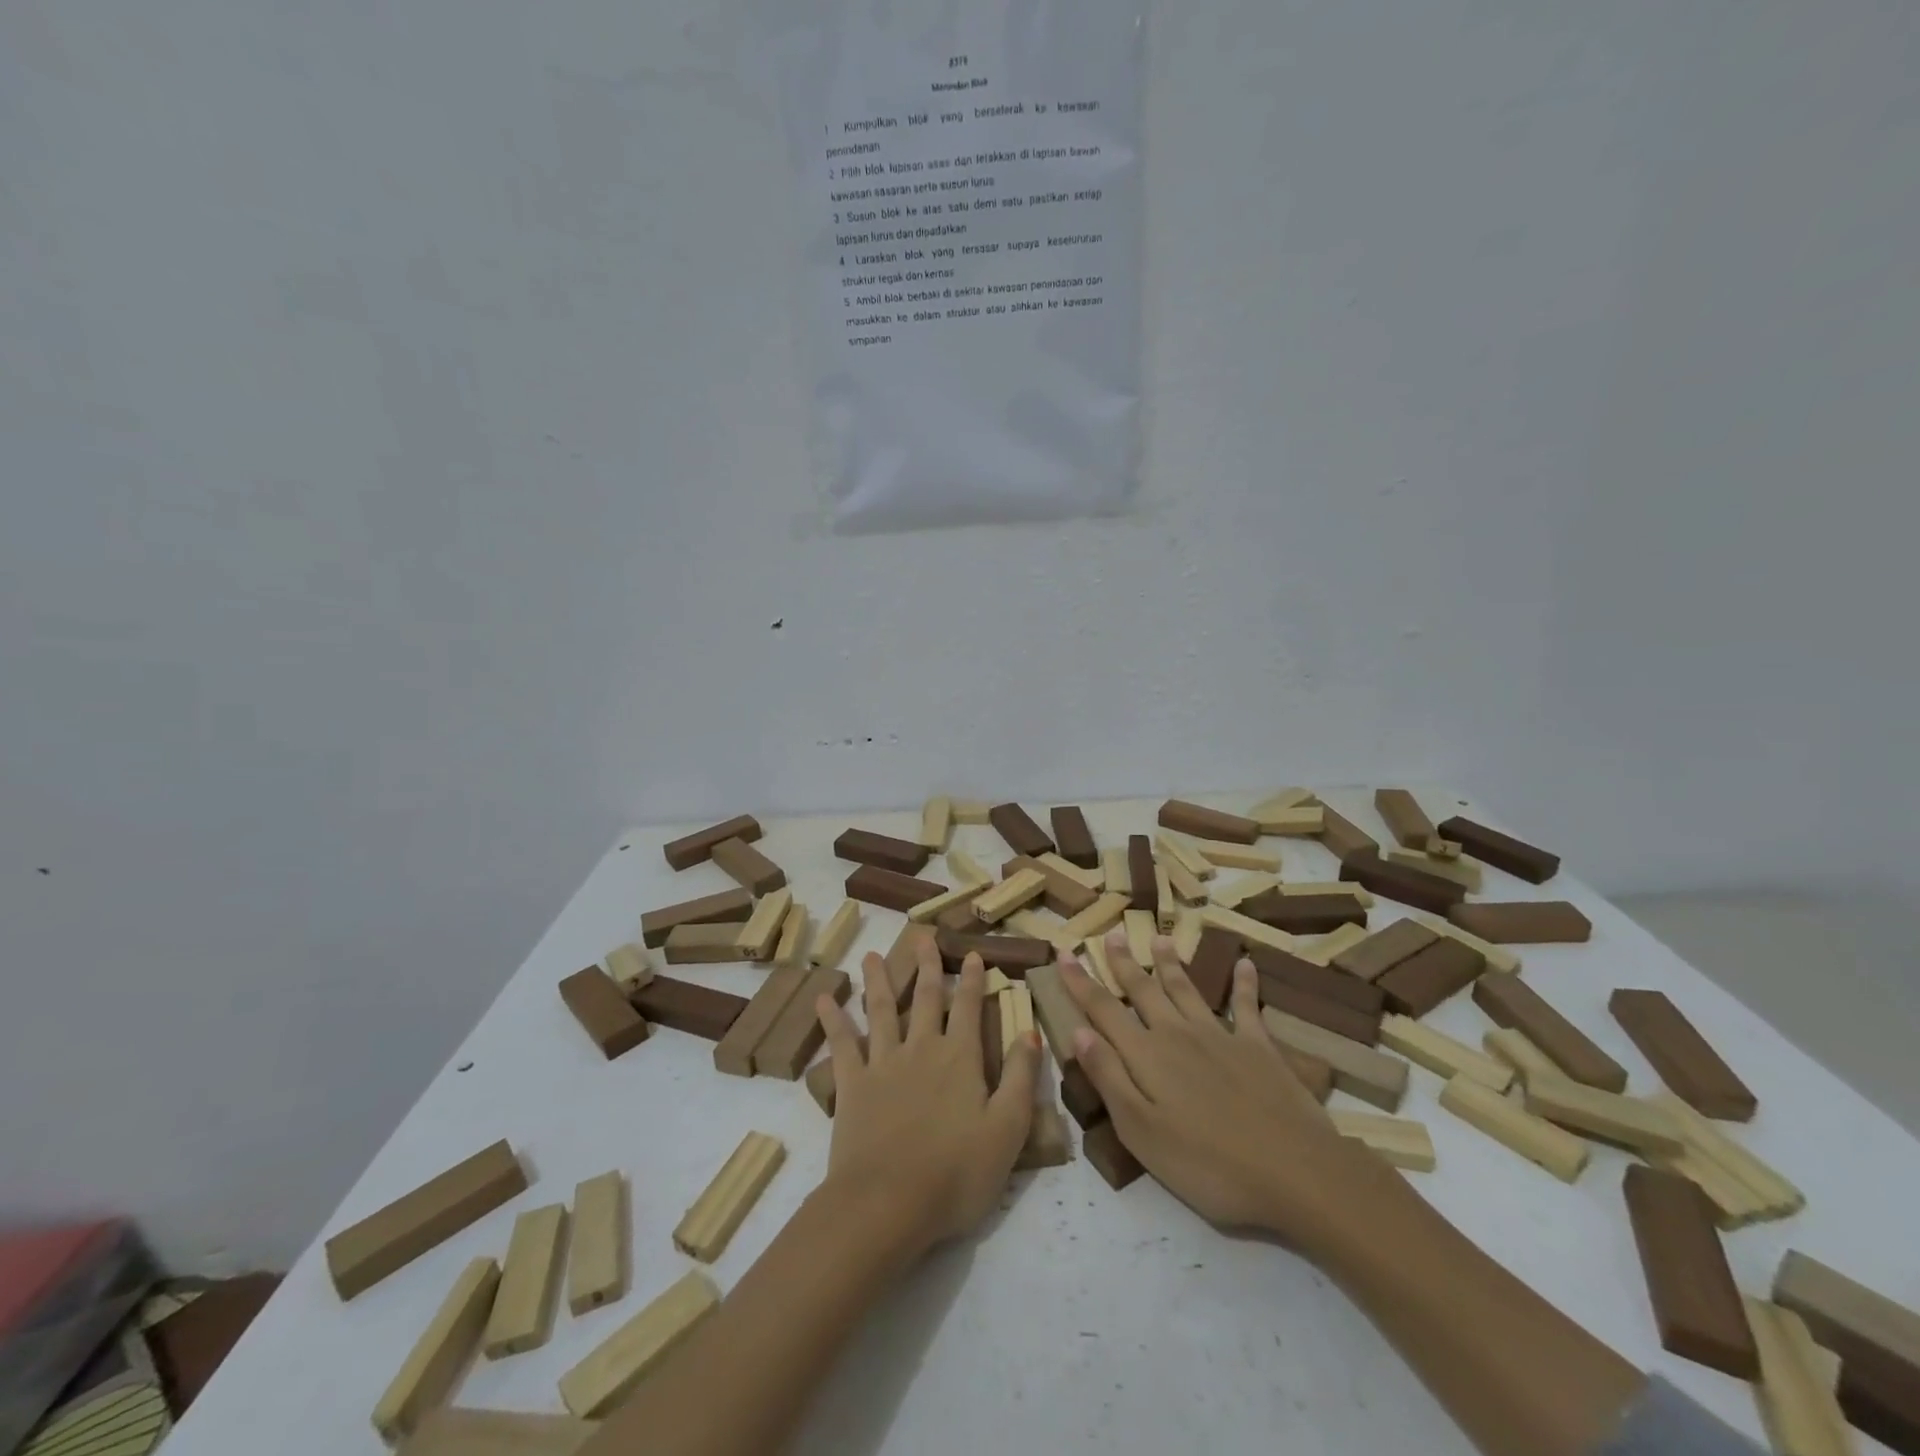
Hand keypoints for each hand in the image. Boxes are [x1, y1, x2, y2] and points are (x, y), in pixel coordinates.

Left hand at [816, 946, 1039, 1263]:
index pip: (968, 1008)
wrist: (888, 1203)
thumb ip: (1019, 1077)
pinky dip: (832, 1020)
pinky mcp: (852, 1085)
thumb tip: (1030, 1032)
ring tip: (872, 955)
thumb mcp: (1007, 1130)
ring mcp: (883, 1063)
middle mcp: (921, 1049)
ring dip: (878, 981)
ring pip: (881, 1011)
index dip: (973, 980)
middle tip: (923, 937)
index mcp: (960, 1058)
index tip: (973, 954)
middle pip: (925, 998)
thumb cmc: (956, 1173)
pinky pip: (841, 1045)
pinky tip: (822, 999)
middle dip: (927, 966)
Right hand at [1060, 930, 1387, 1252]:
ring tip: (1160, 939)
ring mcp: (1221, 1036)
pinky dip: (1245, 984)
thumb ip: (1109, 1078)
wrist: (1294, 1171)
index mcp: (1146, 1055)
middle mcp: (1178, 1034)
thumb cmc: (1208, 1164)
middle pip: (1144, 990)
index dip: (1081, 982)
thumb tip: (1078, 1032)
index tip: (1063, 953)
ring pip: (1187, 989)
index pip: (1103, 1010)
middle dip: (1124, 963)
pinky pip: (1248, 1006)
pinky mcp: (1259, 1048)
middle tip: (1113, 935)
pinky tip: (1246, 964)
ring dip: (1170, 964)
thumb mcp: (1141, 1132)